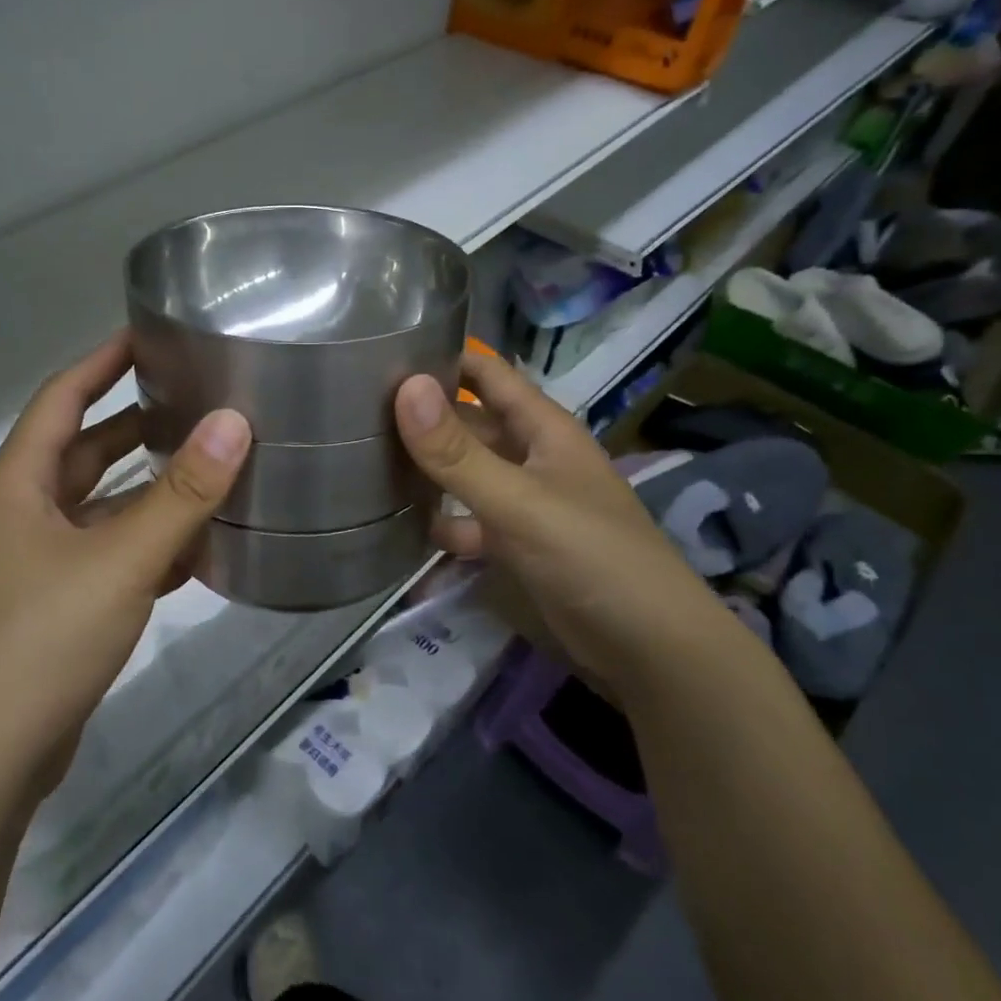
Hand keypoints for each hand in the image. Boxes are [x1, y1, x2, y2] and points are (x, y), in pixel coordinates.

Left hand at [0, 333, 249, 805]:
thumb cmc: (41, 639)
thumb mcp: (120, 559)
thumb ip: (182, 493)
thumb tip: (235, 421)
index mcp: (18, 484)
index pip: (61, 398)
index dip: (102, 362)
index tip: (148, 334)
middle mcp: (21, 514)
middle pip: (83, 451)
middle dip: (136, 425)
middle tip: (196, 401)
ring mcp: (35, 565)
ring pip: (100, 509)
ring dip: (147, 491)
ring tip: (209, 468)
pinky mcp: (54, 608)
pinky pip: (107, 557)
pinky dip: (146, 545)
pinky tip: (195, 550)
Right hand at [393, 353, 726, 680]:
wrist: (646, 647)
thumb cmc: (589, 555)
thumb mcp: (519, 500)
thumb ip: (458, 451)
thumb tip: (405, 387)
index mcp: (542, 428)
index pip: (487, 374)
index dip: (443, 357)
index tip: (381, 353)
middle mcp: (530, 456)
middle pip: (469, 423)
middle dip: (422, 416)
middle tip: (353, 411)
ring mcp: (522, 503)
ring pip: (465, 473)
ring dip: (426, 469)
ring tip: (360, 460)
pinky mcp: (514, 546)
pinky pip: (468, 522)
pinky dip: (440, 522)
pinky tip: (397, 526)